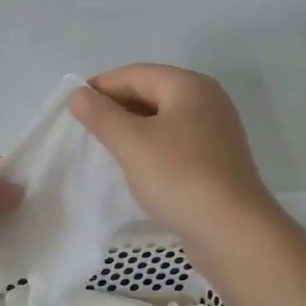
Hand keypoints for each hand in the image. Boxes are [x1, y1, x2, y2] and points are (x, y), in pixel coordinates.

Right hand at [68, 65, 277, 247]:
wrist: (232, 230)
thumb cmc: (178, 176)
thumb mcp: (131, 142)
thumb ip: (101, 115)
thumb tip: (78, 94)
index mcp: (189, 86)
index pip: (136, 74)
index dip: (101, 86)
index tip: (73, 107)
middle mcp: (208, 102)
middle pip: (152, 93)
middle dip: (117, 108)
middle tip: (85, 129)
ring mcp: (216, 133)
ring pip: (164, 120)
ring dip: (133, 130)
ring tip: (105, 148)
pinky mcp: (217, 162)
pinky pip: (175, 144)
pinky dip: (151, 148)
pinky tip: (135, 167)